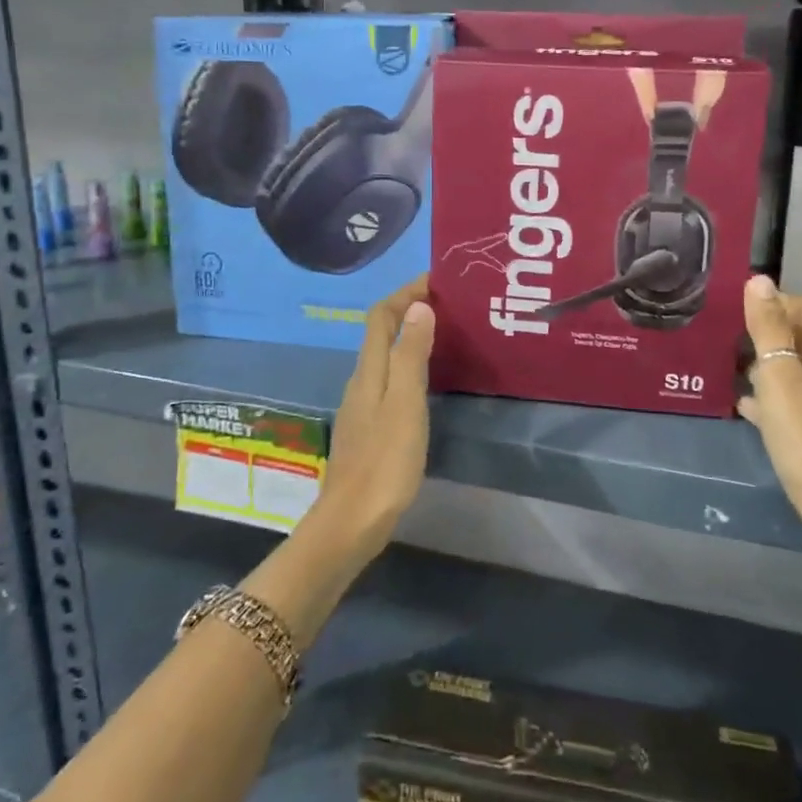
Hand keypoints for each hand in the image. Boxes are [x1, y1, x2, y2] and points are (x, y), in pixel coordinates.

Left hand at [316, 277, 434, 557]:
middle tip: (449, 305)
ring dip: (410, 337)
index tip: (437, 280)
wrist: (352, 521)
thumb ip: (410, 355)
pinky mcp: (369, 427)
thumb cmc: (384, 462)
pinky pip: (389, 379)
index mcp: (369, 371)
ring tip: (446, 335)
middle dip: (410, 309)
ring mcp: (363, 405)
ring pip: (385, 355)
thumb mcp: (405, 404)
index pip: (381, 315)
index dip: (405, 292)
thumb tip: (419, 307)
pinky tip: (429, 380)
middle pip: (381, 331)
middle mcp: (361, 380)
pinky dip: (408, 365)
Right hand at [740, 276, 801, 558]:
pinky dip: (767, 398)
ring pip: (791, 374)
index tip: (732, 301)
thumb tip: (759, 280)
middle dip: (763, 332)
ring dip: (762, 365)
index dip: (770, 300)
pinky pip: (789, 404)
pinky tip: (744, 405)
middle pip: (797, 341)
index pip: (801, 311)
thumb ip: (768, 331)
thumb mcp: (781, 380)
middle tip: (721, 331)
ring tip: (725, 363)